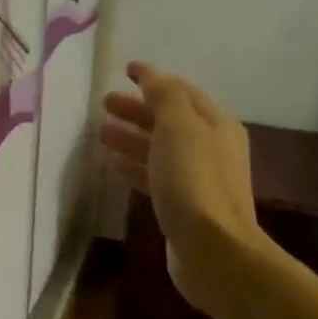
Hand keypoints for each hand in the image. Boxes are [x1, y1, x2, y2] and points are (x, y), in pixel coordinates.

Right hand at [99, 62, 258, 311]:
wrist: (212, 248)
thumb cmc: (194, 181)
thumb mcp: (179, 127)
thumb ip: (164, 96)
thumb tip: (151, 76)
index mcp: (215, 124)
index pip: (182, 91)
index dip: (154, 79)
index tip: (126, 70)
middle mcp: (211, 148)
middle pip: (170, 120)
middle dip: (138, 109)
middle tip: (105, 104)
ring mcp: (198, 178)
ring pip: (160, 149)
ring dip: (132, 137)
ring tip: (102, 133)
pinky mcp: (183, 205)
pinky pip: (155, 176)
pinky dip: (135, 166)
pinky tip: (114, 166)